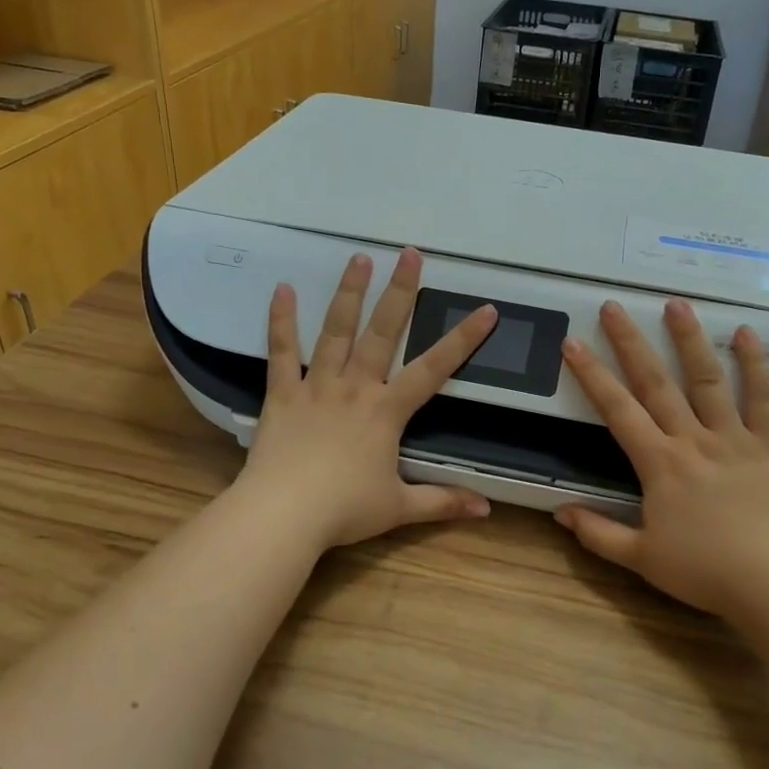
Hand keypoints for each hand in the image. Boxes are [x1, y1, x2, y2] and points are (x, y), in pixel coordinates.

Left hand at [234, 247, 496, 552]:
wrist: (283, 515)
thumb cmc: (344, 510)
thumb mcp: (400, 508)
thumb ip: (443, 502)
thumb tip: (487, 510)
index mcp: (386, 411)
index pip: (433, 369)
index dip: (463, 339)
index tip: (485, 309)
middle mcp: (355, 387)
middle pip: (382, 332)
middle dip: (400, 292)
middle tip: (410, 254)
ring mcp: (316, 386)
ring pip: (335, 331)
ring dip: (349, 292)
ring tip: (359, 258)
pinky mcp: (282, 394)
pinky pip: (282, 352)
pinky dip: (281, 320)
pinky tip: (282, 289)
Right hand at [554, 298, 768, 622]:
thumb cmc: (705, 571)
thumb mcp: (641, 558)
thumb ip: (598, 533)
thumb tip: (559, 512)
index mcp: (659, 463)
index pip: (617, 410)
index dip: (592, 375)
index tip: (573, 343)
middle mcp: (692, 439)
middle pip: (657, 383)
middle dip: (631, 342)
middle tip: (614, 307)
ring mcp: (734, 438)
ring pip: (708, 380)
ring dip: (690, 340)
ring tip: (676, 304)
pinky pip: (764, 400)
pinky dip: (756, 365)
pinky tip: (746, 333)